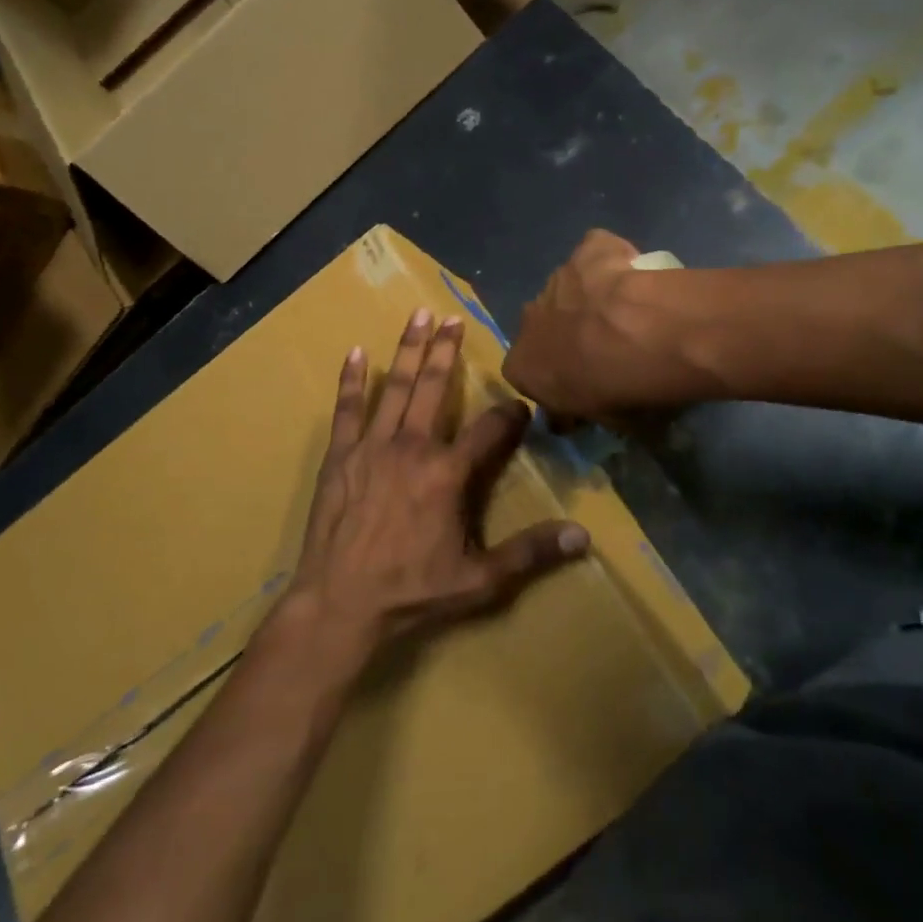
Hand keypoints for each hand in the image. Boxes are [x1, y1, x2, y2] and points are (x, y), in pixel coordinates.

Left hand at [281, 308, 590, 662]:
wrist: (339, 605)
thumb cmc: (411, 592)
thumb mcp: (480, 580)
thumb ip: (531, 553)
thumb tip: (583, 536)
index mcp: (448, 473)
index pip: (489, 430)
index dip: (509, 414)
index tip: (520, 405)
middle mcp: (412, 448)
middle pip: (434, 389)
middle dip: (446, 351)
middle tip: (453, 318)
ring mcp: (373, 447)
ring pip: (396, 388)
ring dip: (409, 350)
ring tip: (418, 316)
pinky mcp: (341, 456)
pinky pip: (347, 409)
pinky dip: (352, 380)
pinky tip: (357, 352)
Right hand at [504, 230, 690, 425]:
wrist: (649, 335)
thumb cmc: (623, 391)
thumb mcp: (609, 421)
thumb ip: (591, 412)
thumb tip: (587, 412)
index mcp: (523, 366)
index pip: (525, 374)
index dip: (552, 378)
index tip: (579, 385)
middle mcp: (530, 319)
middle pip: (543, 326)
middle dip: (566, 334)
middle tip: (606, 348)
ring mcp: (558, 279)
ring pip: (568, 289)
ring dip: (589, 300)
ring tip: (629, 313)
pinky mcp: (588, 249)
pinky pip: (596, 252)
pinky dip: (611, 260)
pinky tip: (635, 273)